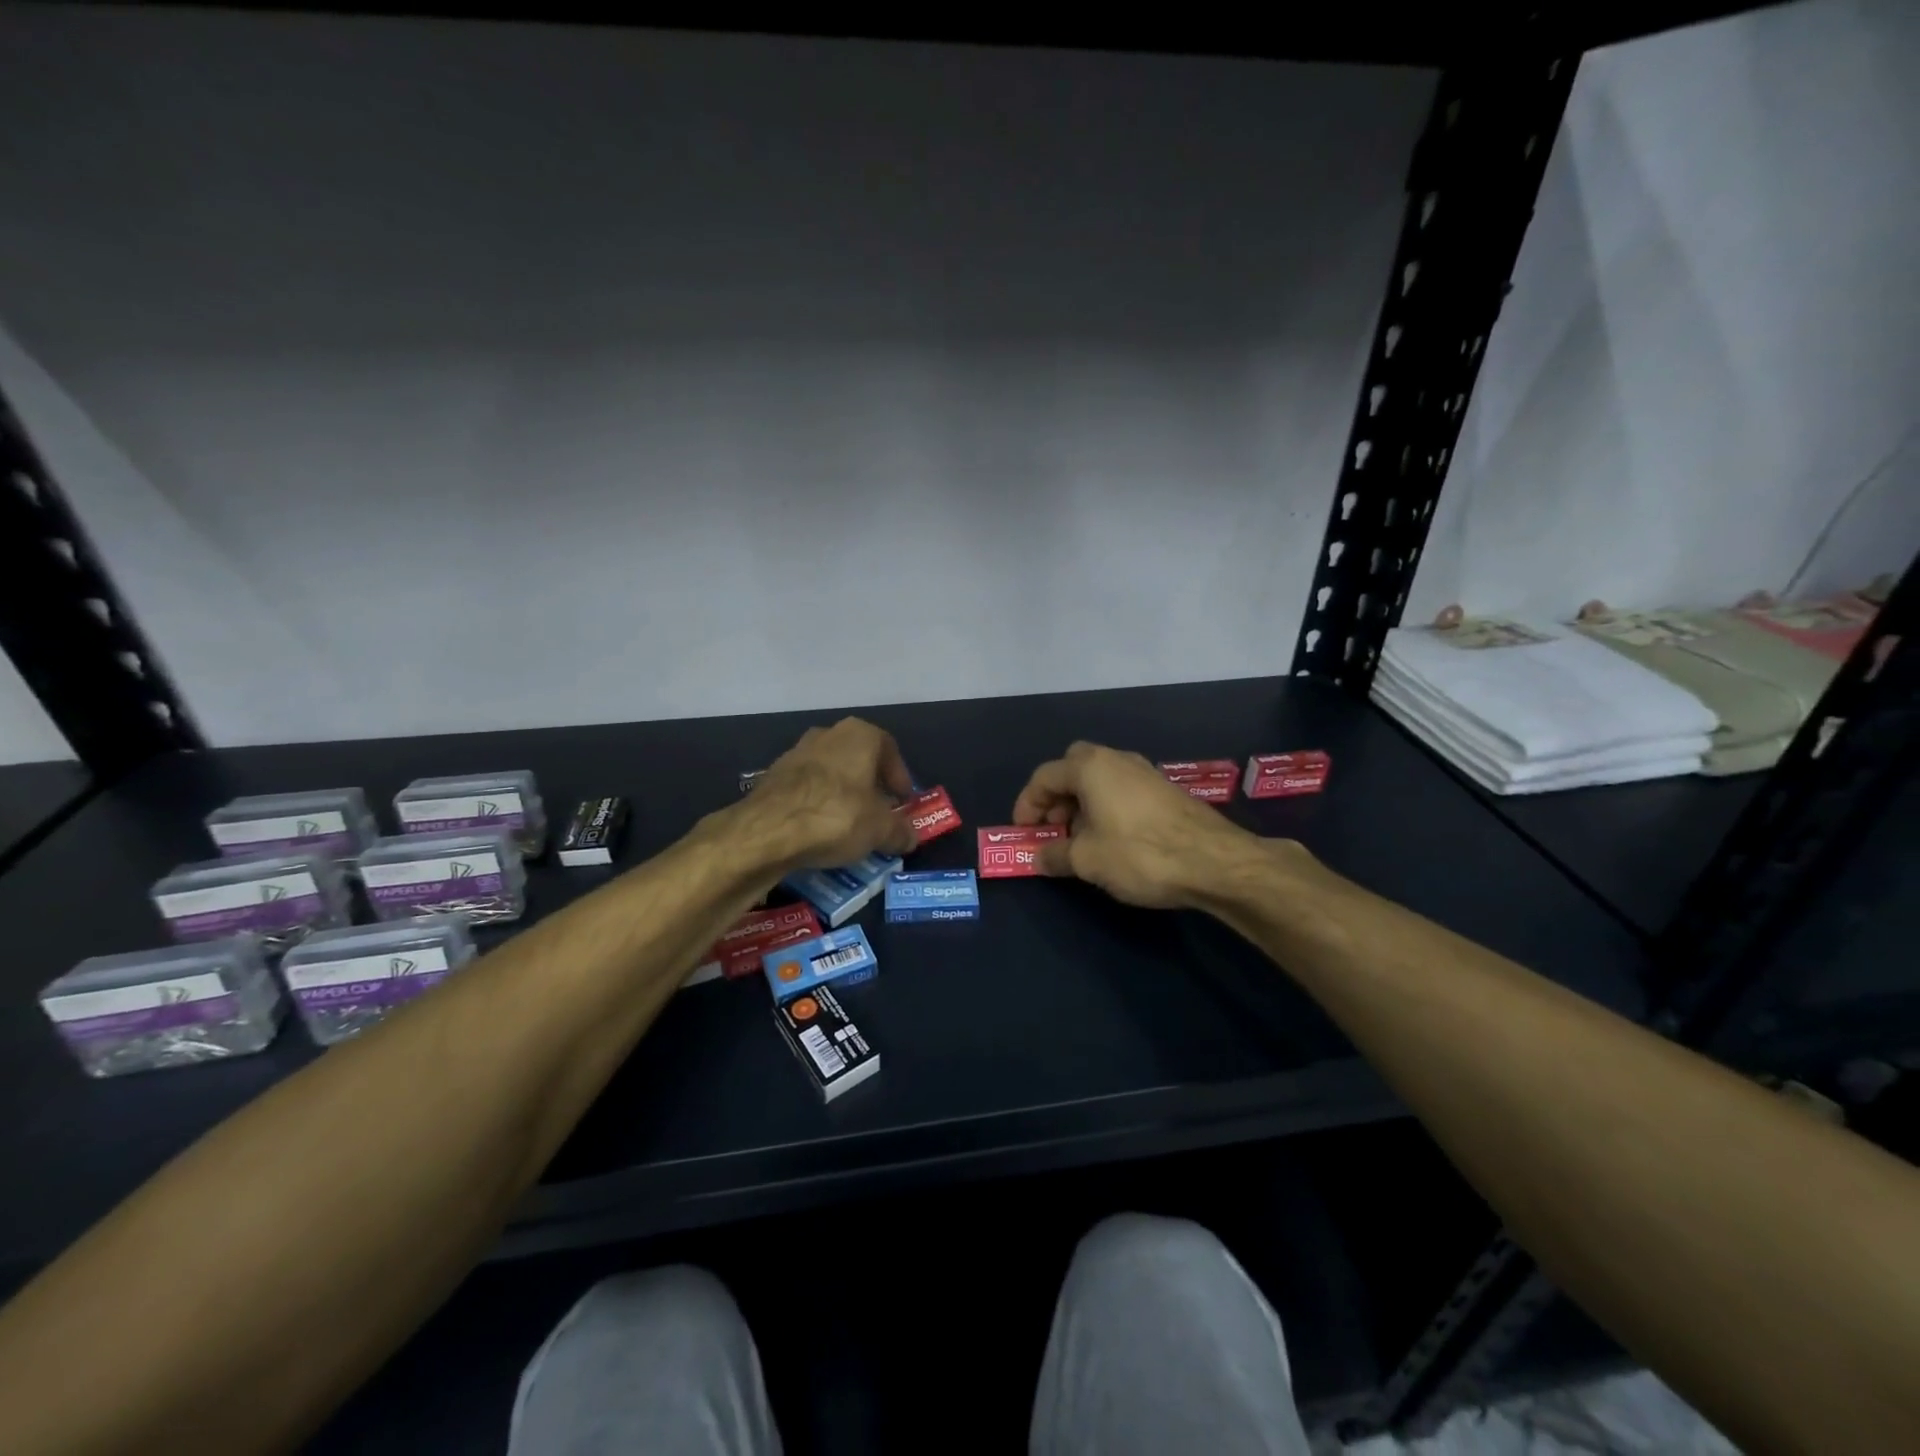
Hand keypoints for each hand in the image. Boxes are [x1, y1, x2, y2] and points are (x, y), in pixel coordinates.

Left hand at [741, 717, 919, 870]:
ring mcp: (795, 753)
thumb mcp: (880, 830)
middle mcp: (827, 734)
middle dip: (870, 786)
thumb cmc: (838, 816)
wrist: (768, 830)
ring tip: (849, 826)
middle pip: (858, 759)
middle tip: (878, 813)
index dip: (899, 777)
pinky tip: (820, 830)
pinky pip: (806, 789)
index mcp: (859, 735)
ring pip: (830, 773)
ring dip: (842, 795)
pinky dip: (817, 805)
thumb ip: (900, 832)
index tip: (902, 802)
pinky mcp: (772, 776)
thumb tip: (911, 838)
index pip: (889, 750)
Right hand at [1012, 741, 1258, 908]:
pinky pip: (1121, 790)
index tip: (1024, 833)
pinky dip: (1106, 808)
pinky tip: (1112, 840)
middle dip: (1056, 798)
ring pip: (1099, 780)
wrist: (1214, 861)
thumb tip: (1038, 857)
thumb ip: (1055, 855)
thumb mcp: (1087, 860)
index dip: (1027, 805)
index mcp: (1090, 767)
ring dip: (1081, 805)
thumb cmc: (1139, 854)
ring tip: (1080, 841)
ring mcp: (1144, 772)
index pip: (1044, 777)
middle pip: (1072, 769)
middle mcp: (1116, 760)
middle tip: (1053, 829)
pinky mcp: (1164, 790)